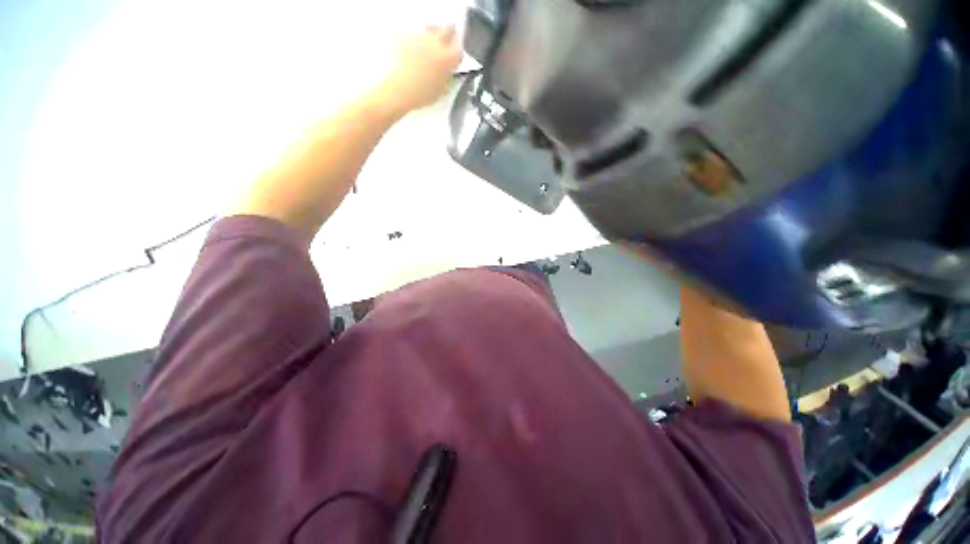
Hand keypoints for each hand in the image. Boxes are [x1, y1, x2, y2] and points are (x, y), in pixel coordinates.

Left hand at [372, 26, 462, 117]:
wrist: (399, 89)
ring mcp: (420, 37)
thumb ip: (447, 76)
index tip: (453, 57)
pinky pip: (413, 36)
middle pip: (448, 28)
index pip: (459, 49)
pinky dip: (413, 43)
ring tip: (424, 50)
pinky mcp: (405, 36)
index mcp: (448, 58)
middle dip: (448, 33)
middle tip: (443, 41)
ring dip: (430, 37)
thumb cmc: (422, 94)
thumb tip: (447, 71)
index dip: (456, 53)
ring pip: (429, 30)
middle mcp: (437, 42)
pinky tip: (409, 55)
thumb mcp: (441, 90)